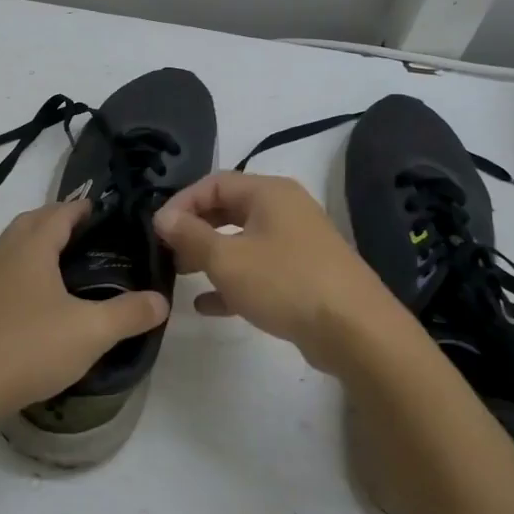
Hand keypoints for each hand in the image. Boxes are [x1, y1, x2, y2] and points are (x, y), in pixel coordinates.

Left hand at [0, 202, 168, 423]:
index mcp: (30, 249)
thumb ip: (129, 314)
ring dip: (32, 247)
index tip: (99, 209)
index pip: (58, 213)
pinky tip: (28, 306)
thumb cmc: (26, 347)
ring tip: (58, 268)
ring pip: (8, 250)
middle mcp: (0, 255)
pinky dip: (17, 276)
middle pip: (28, 223)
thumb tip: (161, 300)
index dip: (79, 208)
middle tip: (82, 233)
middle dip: (54, 221)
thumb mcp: (89, 332)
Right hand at [154, 172, 405, 374]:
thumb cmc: (285, 282)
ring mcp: (297, 244)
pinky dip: (232, 281)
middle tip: (166, 251)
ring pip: (243, 241)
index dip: (182, 202)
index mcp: (269, 192)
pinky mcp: (303, 276)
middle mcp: (285, 210)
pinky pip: (259, 270)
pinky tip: (206, 305)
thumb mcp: (227, 258)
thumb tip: (162, 217)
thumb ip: (190, 235)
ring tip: (179, 275)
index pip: (214, 183)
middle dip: (195, 229)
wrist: (356, 331)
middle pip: (228, 210)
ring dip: (210, 256)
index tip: (157, 229)